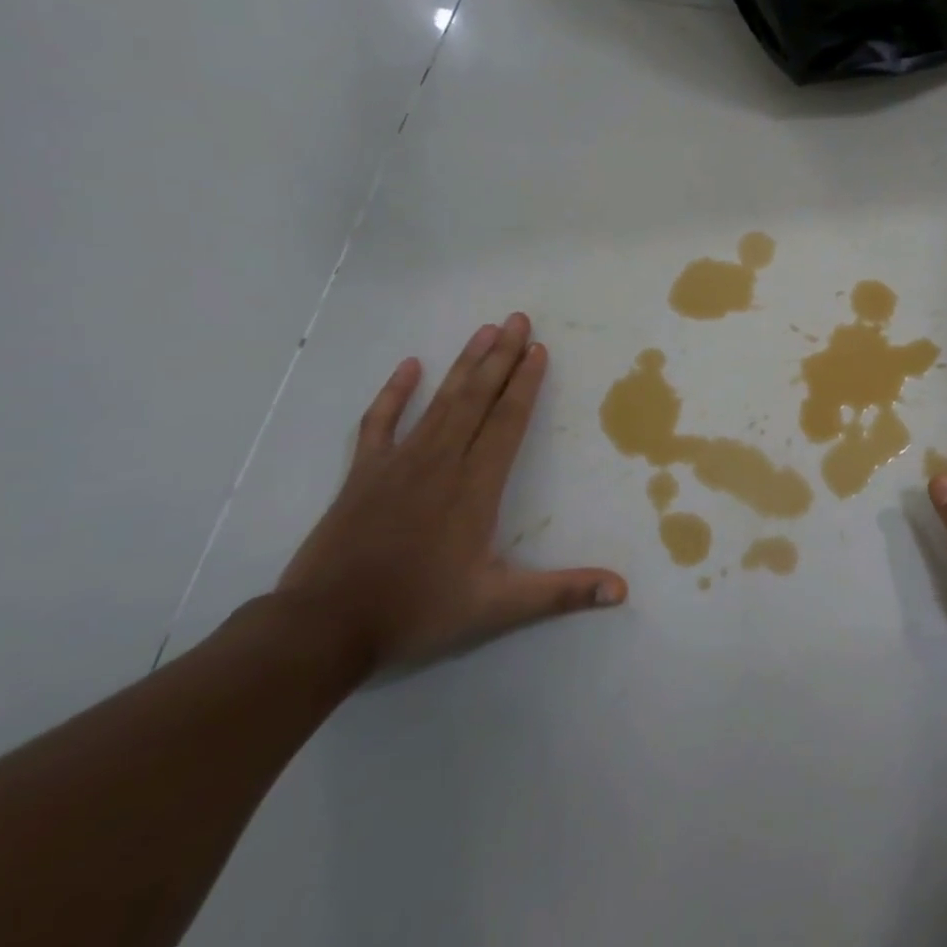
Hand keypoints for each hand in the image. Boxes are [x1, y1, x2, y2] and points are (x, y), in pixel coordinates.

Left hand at [277, 313, 626, 672]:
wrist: (324, 628)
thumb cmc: (417, 611)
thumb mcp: (498, 607)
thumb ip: (562, 593)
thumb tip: (622, 591)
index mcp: (476, 487)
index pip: (508, 421)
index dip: (525, 383)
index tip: (538, 349)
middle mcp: (441, 462)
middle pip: (477, 399)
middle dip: (500, 357)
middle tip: (517, 319)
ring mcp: (398, 463)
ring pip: (440, 402)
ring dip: (464, 364)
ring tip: (484, 330)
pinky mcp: (363, 473)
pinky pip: (380, 423)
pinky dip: (394, 393)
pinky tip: (408, 366)